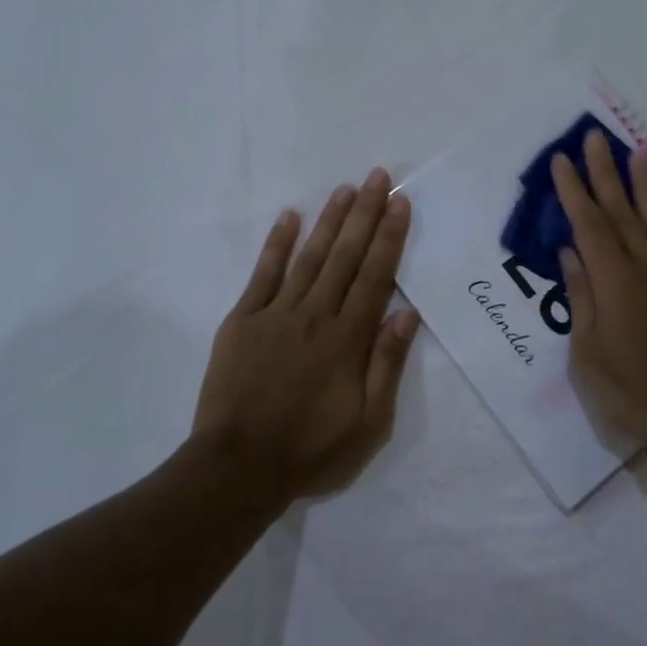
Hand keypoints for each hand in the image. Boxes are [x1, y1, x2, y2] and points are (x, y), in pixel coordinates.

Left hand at [194, 169, 421, 502]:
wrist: (238, 468)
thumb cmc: (311, 450)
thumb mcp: (369, 422)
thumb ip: (387, 364)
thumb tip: (408, 314)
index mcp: (348, 339)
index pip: (375, 276)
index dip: (390, 237)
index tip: (401, 204)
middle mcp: (315, 315)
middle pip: (345, 256)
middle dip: (365, 214)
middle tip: (379, 177)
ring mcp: (275, 314)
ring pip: (309, 257)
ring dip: (329, 220)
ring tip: (346, 189)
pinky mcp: (243, 321)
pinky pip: (263, 274)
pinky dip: (276, 244)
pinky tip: (289, 217)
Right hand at [553, 131, 646, 464]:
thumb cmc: (634, 394)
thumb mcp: (589, 356)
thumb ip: (582, 299)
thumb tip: (570, 254)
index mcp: (615, 284)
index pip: (589, 226)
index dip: (574, 191)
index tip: (562, 161)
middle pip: (622, 212)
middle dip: (605, 173)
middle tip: (594, 138)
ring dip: (644, 183)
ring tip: (636, 151)